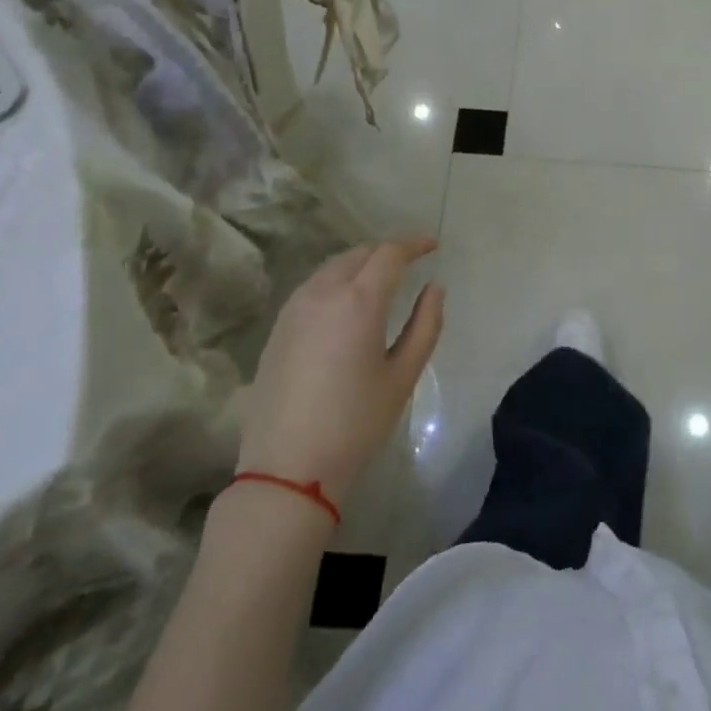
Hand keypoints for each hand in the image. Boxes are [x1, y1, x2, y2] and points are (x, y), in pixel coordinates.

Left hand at [233, 237, 444, 505]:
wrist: (287, 466)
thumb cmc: (356, 423)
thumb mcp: (403, 375)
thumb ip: (425, 324)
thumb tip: (433, 288)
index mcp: (358, 301)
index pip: (389, 253)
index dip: (414, 243)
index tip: (433, 244)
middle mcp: (322, 293)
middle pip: (358, 254)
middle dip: (387, 252)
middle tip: (411, 261)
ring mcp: (294, 308)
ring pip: (332, 268)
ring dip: (360, 264)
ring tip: (381, 280)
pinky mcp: (277, 328)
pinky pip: (313, 287)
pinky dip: (337, 282)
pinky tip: (347, 304)